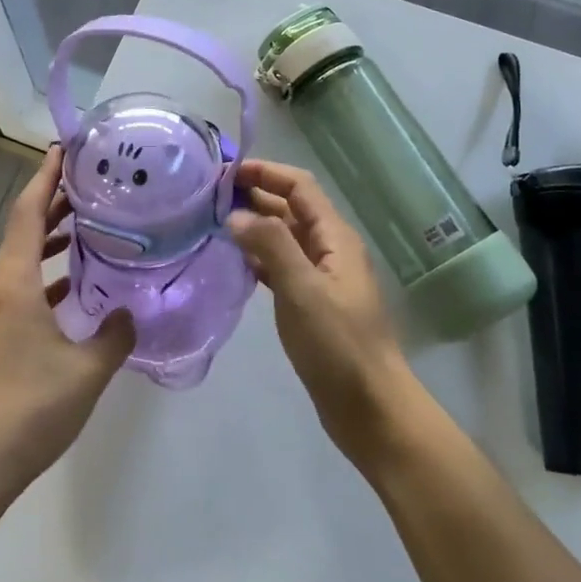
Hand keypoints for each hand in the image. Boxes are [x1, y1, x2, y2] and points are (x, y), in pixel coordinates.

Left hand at [0, 147, 135, 511]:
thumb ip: (114, 335)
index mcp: (14, 282)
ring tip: (87, 227)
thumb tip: (129, 313)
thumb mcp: (86, 371)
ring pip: (22, 260)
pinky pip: (20, 288)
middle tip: (92, 185)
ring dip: (50, 240)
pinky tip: (72, 289)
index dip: (46, 177)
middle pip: (24, 231)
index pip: (30, 212)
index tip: (65, 150)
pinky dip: (45, 276)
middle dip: (54, 203)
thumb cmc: (28, 407)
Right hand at [227, 159, 412, 464]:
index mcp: (335, 237)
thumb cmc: (338, 344)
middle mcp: (330, 250)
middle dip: (256, 197)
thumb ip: (270, 245)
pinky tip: (233, 263)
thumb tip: (236, 215)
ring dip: (254, 226)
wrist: (370, 408)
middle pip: (291, 209)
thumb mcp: (303, 289)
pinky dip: (258, 258)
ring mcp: (321, 278)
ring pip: (284, 238)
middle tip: (210, 197)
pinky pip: (281, 267)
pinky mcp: (311, 304)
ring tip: (214, 224)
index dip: (266, 173)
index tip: (226, 174)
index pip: (300, 187)